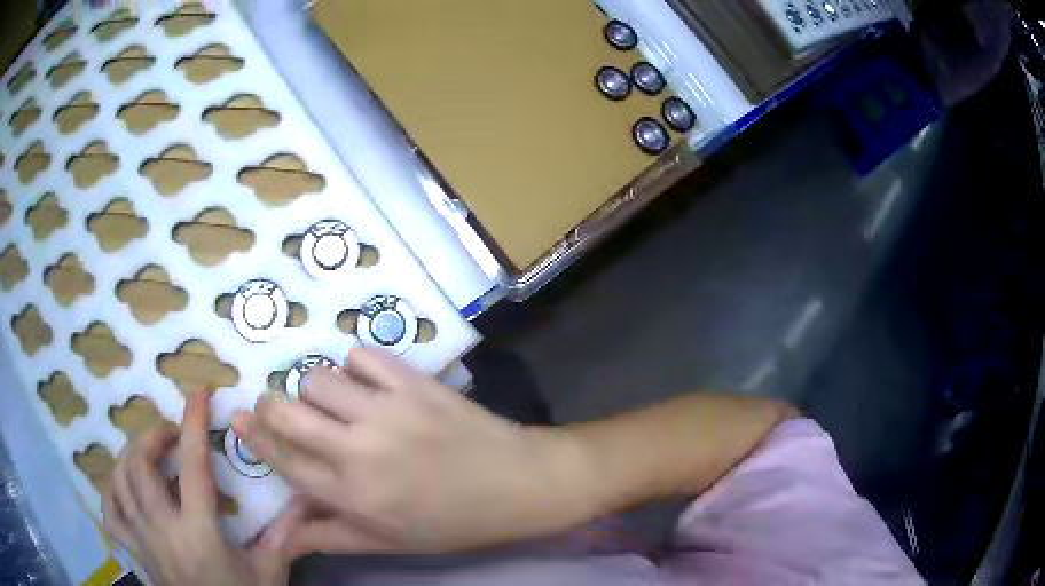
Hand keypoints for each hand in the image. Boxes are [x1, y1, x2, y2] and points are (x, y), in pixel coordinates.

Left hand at [103, 392, 305, 585]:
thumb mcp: (269, 574)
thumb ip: (284, 536)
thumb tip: (309, 499)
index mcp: (199, 533)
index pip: (191, 466)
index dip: (193, 424)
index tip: (198, 393)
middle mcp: (162, 529)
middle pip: (140, 465)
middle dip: (153, 435)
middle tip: (170, 433)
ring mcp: (142, 540)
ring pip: (119, 481)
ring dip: (130, 456)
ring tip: (148, 453)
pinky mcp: (134, 552)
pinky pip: (110, 512)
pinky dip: (112, 491)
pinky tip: (124, 487)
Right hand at [233, 348, 597, 554]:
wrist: (519, 483)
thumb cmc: (454, 522)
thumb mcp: (391, 542)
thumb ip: (332, 536)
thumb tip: (285, 535)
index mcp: (352, 494)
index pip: (282, 459)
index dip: (253, 437)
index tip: (237, 419)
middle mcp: (359, 450)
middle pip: (287, 411)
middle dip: (271, 406)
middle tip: (282, 410)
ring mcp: (387, 410)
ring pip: (319, 378)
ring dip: (318, 390)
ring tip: (337, 403)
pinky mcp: (413, 382)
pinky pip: (362, 354)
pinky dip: (356, 365)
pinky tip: (370, 384)